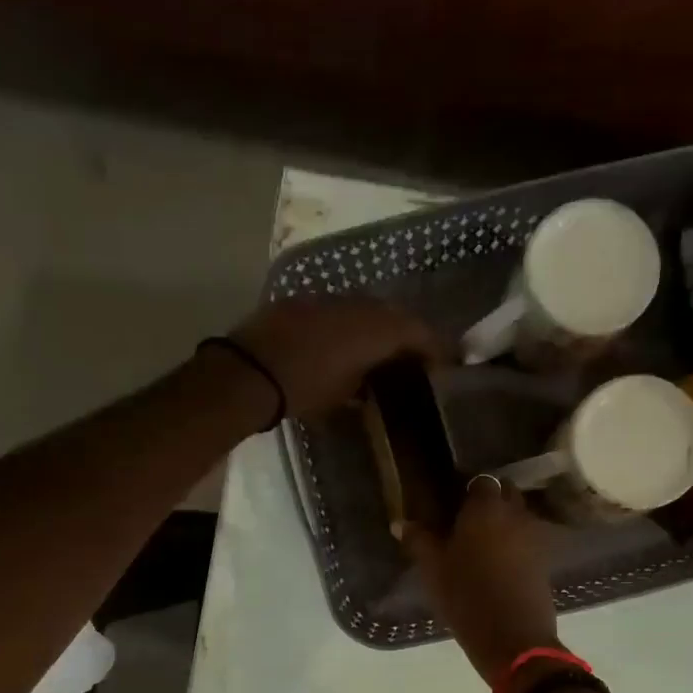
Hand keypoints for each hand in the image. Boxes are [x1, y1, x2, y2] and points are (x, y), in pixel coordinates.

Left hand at [233, 297, 439, 418]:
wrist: (249, 371)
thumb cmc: (304, 388)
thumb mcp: (344, 393)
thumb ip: (366, 380)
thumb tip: (373, 379)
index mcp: (375, 327)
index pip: (417, 331)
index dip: (434, 348)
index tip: (443, 364)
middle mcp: (357, 305)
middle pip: (392, 315)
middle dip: (406, 335)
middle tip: (413, 358)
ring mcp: (327, 299)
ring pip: (364, 309)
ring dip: (376, 328)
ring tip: (379, 353)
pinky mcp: (302, 301)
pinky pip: (337, 310)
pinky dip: (348, 326)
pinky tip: (343, 345)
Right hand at [402, 476, 560, 686]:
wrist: (513, 638)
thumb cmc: (466, 597)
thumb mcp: (433, 570)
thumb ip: (418, 540)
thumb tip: (400, 522)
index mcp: (485, 508)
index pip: (480, 481)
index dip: (467, 489)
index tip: (452, 503)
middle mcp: (515, 514)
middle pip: (506, 493)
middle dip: (490, 500)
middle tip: (467, 520)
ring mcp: (535, 537)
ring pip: (519, 516)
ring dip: (505, 522)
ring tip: (482, 542)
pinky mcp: (545, 561)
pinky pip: (528, 540)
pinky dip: (516, 544)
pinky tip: (499, 562)